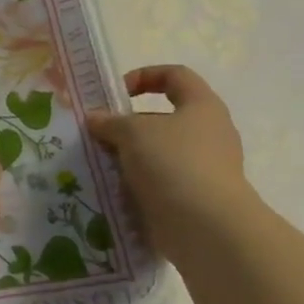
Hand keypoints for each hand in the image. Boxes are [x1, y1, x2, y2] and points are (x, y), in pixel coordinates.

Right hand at [87, 66, 253, 260]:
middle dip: (128, 125)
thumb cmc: (174, 163)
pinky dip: (138, 184)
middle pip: (163, 118)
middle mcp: (209, 133)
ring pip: (159, 152)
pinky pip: (161, 182)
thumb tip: (95, 119)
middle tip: (99, 134)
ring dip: (129, 156)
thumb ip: (110, 122)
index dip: (143, 76)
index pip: (175, 75)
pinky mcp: (196, 197)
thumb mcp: (132, 133)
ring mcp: (205, 167)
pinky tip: (114, 190)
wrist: (208, 228)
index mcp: (202, 106)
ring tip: (101, 164)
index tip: (116, 94)